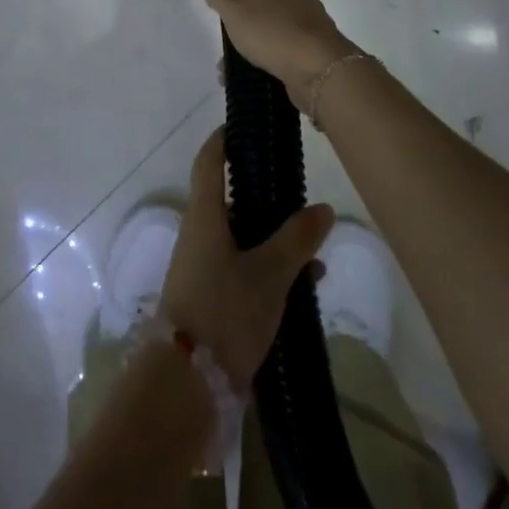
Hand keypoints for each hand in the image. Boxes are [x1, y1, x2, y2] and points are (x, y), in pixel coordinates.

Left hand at [157, 127, 334, 389]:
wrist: (186, 383)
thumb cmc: (224, 311)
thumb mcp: (268, 273)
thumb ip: (296, 239)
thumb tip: (322, 207)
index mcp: (204, 216)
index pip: (208, 162)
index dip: (222, 140)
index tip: (243, 126)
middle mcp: (199, 235)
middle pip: (230, 202)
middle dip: (264, 198)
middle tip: (298, 194)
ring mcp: (202, 268)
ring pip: (241, 239)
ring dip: (274, 241)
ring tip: (315, 254)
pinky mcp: (210, 299)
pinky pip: (243, 270)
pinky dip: (270, 270)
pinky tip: (304, 288)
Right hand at [203, 0, 357, 111]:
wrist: (320, 71)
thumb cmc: (273, 28)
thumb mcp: (233, 8)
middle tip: (225, 9)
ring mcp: (305, 18)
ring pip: (271, 17)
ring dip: (251, 30)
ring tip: (228, 52)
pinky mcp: (309, 45)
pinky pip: (279, 44)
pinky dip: (262, 54)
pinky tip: (243, 72)